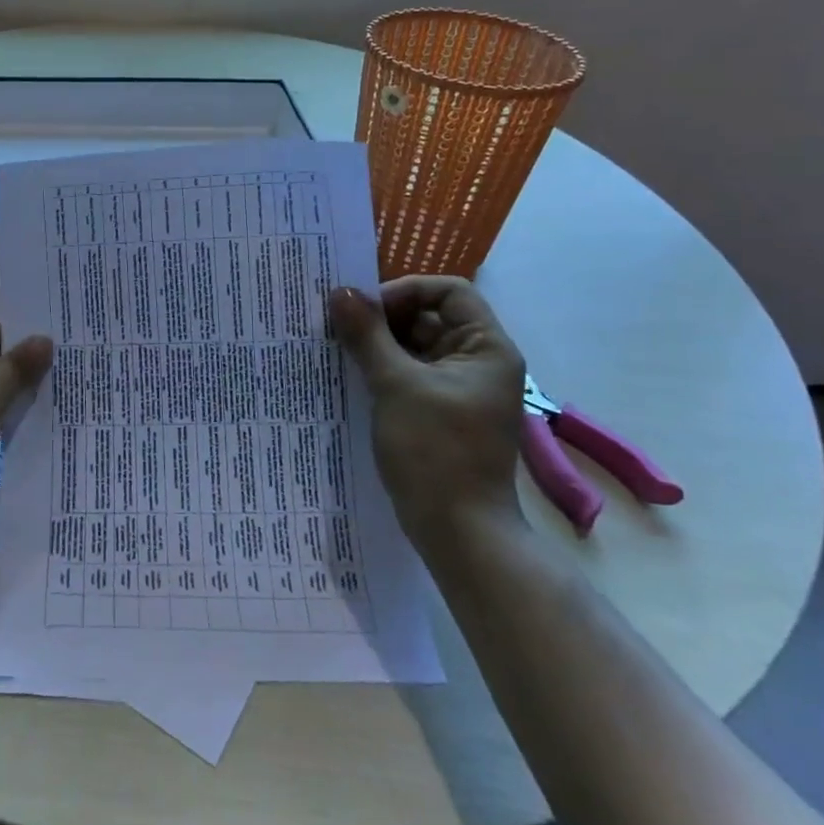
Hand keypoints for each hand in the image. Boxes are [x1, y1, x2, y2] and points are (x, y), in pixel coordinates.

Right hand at [329, 276, 526, 546]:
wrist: (458, 533)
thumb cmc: (434, 451)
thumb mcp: (395, 385)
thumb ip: (368, 335)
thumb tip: (340, 291)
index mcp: (486, 348)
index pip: (449, 292)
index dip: (406, 291)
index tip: (365, 310)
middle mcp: (478, 362)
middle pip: (430, 317)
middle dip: (384, 318)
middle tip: (338, 326)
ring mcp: (460, 390)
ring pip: (416, 348)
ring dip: (378, 345)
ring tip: (337, 349)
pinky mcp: (441, 413)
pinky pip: (411, 376)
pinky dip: (383, 370)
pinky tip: (349, 376)